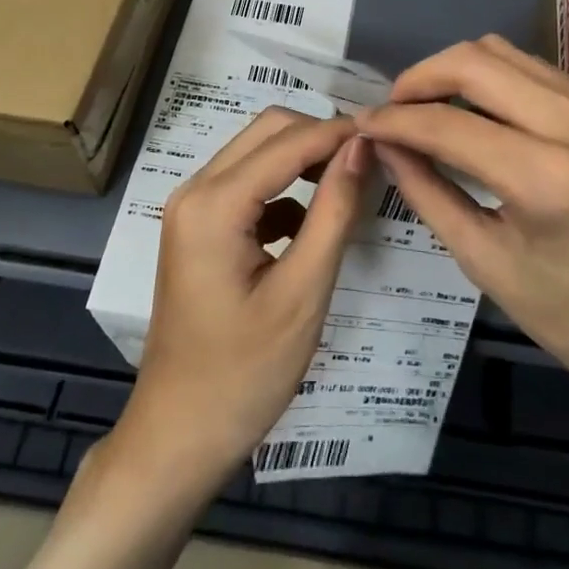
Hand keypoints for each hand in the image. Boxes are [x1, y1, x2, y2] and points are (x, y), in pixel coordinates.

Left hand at [112, 107, 368, 490]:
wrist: (179, 436)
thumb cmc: (244, 374)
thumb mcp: (303, 292)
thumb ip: (334, 210)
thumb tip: (362, 147)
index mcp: (213, 204)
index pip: (289, 141)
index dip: (341, 133)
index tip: (389, 136)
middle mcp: (195, 190)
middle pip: (268, 131)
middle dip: (321, 136)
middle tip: (371, 160)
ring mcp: (192, 207)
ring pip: (258, 152)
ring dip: (304, 158)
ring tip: (352, 184)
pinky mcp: (198, 227)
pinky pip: (248, 184)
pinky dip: (284, 188)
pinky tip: (312, 224)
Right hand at [357, 36, 568, 454]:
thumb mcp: (486, 263)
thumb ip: (426, 192)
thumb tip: (383, 145)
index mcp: (545, 176)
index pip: (447, 123)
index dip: (393, 120)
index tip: (360, 125)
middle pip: (474, 61)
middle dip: (419, 78)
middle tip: (390, 111)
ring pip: (502, 53)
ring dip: (453, 71)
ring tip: (424, 108)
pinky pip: (530, 69)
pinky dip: (489, 78)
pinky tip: (471, 112)